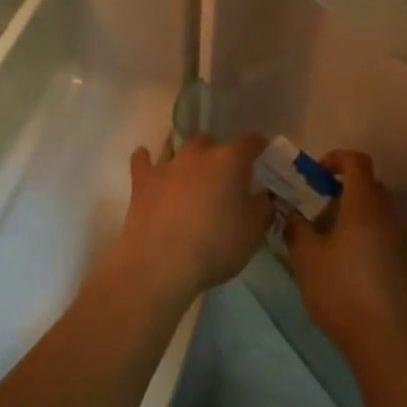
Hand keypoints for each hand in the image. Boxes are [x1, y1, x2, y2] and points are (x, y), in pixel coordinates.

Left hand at [106, 133, 270, 301]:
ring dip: (187, 159)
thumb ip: (263, 207)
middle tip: (224, 179)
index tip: (263, 158)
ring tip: (191, 177)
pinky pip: (143, 161)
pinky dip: (147, 161)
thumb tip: (264, 195)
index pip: (251, 141)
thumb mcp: (254, 232)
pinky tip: (148, 165)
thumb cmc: (215, 246)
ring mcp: (168, 165)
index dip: (259, 148)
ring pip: (179, 148)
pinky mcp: (142, 181)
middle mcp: (199, 154)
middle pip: (212, 142)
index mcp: (231, 161)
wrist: (160, 264)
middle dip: (219, 155)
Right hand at [285, 150, 406, 361]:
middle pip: (368, 183)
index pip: (356, 161)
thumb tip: (292, 213)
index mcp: (364, 204)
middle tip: (315, 205)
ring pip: (376, 208)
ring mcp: (400, 236)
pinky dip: (364, 229)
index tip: (315, 175)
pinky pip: (383, 229)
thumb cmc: (341, 289)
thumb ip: (296, 227)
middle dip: (341, 186)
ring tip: (326, 233)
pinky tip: (343, 257)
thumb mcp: (306, 256)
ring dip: (353, 209)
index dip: (335, 159)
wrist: (383, 337)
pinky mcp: (403, 259)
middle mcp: (388, 213)